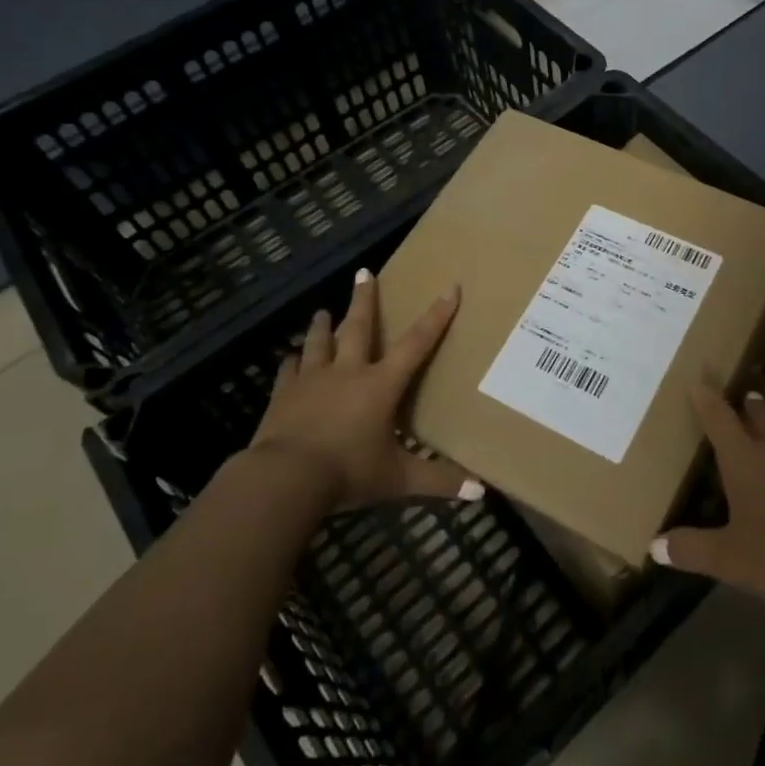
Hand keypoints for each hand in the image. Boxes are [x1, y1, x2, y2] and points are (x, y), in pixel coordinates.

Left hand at [248, 270, 477, 509]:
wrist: (284, 479)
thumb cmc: (348, 472)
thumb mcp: (398, 479)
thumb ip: (438, 481)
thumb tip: (480, 493)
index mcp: (380, 385)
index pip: (416, 344)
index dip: (436, 316)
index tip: (449, 288)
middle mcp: (348, 372)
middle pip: (359, 327)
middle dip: (365, 299)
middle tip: (363, 272)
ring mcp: (312, 380)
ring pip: (319, 342)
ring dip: (324, 324)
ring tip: (324, 310)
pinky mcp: (283, 396)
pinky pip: (289, 370)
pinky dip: (292, 361)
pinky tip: (290, 358)